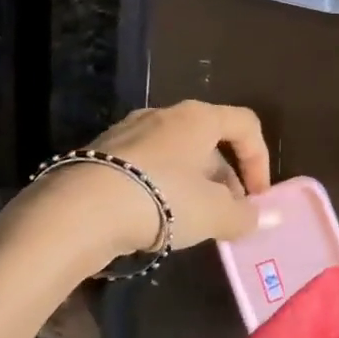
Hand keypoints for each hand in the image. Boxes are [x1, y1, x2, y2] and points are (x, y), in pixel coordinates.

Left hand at [18, 101, 271, 267]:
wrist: (75, 212)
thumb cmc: (161, 199)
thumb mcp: (214, 214)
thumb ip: (244, 215)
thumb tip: (263, 217)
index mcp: (199, 117)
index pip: (246, 124)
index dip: (260, 160)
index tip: (257, 197)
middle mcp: (164, 114)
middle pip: (209, 141)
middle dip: (224, 179)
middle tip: (225, 215)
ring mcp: (127, 131)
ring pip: (176, 155)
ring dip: (192, 185)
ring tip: (189, 222)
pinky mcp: (98, 153)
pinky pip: (144, 166)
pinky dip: (159, 188)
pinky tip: (152, 220)